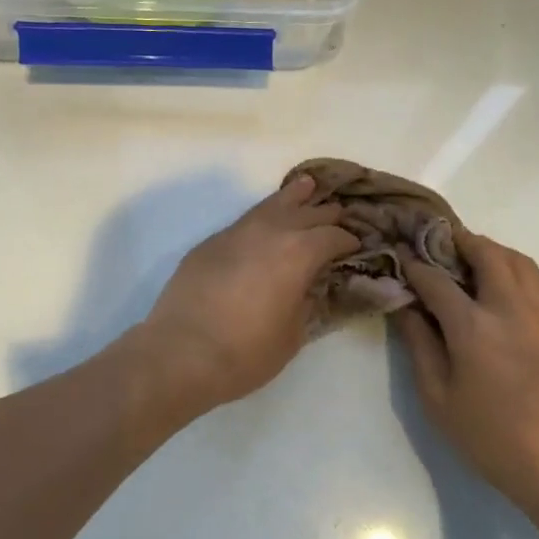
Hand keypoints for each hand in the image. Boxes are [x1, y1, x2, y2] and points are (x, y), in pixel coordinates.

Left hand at [137, 176, 359, 413]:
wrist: (181, 353)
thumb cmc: (246, 352)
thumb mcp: (292, 335)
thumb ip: (306, 304)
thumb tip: (310, 287)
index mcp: (298, 253)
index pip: (333, 236)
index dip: (349, 240)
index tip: (357, 246)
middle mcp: (270, 232)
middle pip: (306, 212)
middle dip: (326, 214)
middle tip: (339, 216)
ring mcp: (235, 233)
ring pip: (270, 205)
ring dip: (292, 197)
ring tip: (306, 185)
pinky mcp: (209, 243)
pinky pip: (245, 221)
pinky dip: (262, 217)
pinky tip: (264, 222)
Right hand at [393, 232, 538, 521]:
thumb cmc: (488, 437)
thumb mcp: (437, 397)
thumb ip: (419, 344)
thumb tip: (404, 305)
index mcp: (474, 328)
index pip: (438, 280)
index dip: (415, 265)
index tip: (401, 256)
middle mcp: (512, 310)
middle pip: (486, 253)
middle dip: (458, 241)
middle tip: (437, 245)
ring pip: (518, 261)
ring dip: (490, 251)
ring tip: (468, 260)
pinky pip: (537, 284)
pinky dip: (513, 272)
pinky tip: (498, 291)